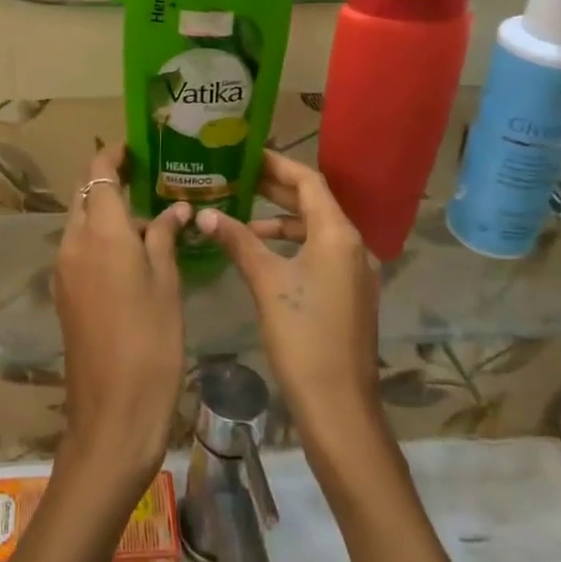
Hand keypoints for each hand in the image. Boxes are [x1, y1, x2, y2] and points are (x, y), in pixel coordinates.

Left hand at [53, 144, 190, 494]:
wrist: (113, 413)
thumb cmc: (151, 342)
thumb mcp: (166, 284)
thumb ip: (163, 237)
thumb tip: (173, 209)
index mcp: (101, 232)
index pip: (99, 173)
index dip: (114, 154)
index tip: (138, 148)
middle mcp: (74, 242)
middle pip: (85, 194)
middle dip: (109, 180)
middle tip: (148, 179)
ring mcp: (64, 269)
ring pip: (81, 221)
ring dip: (107, 211)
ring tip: (149, 217)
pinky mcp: (64, 293)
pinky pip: (80, 248)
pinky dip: (101, 237)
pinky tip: (133, 252)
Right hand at [193, 149, 381, 443]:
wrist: (339, 407)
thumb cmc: (303, 337)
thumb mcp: (267, 282)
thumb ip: (239, 241)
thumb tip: (205, 213)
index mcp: (338, 234)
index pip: (308, 181)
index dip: (277, 164)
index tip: (246, 153)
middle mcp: (353, 245)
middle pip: (314, 202)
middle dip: (276, 188)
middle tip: (237, 176)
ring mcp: (355, 271)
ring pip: (316, 229)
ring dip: (282, 218)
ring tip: (243, 214)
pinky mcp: (349, 293)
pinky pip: (320, 252)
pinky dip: (292, 244)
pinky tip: (263, 253)